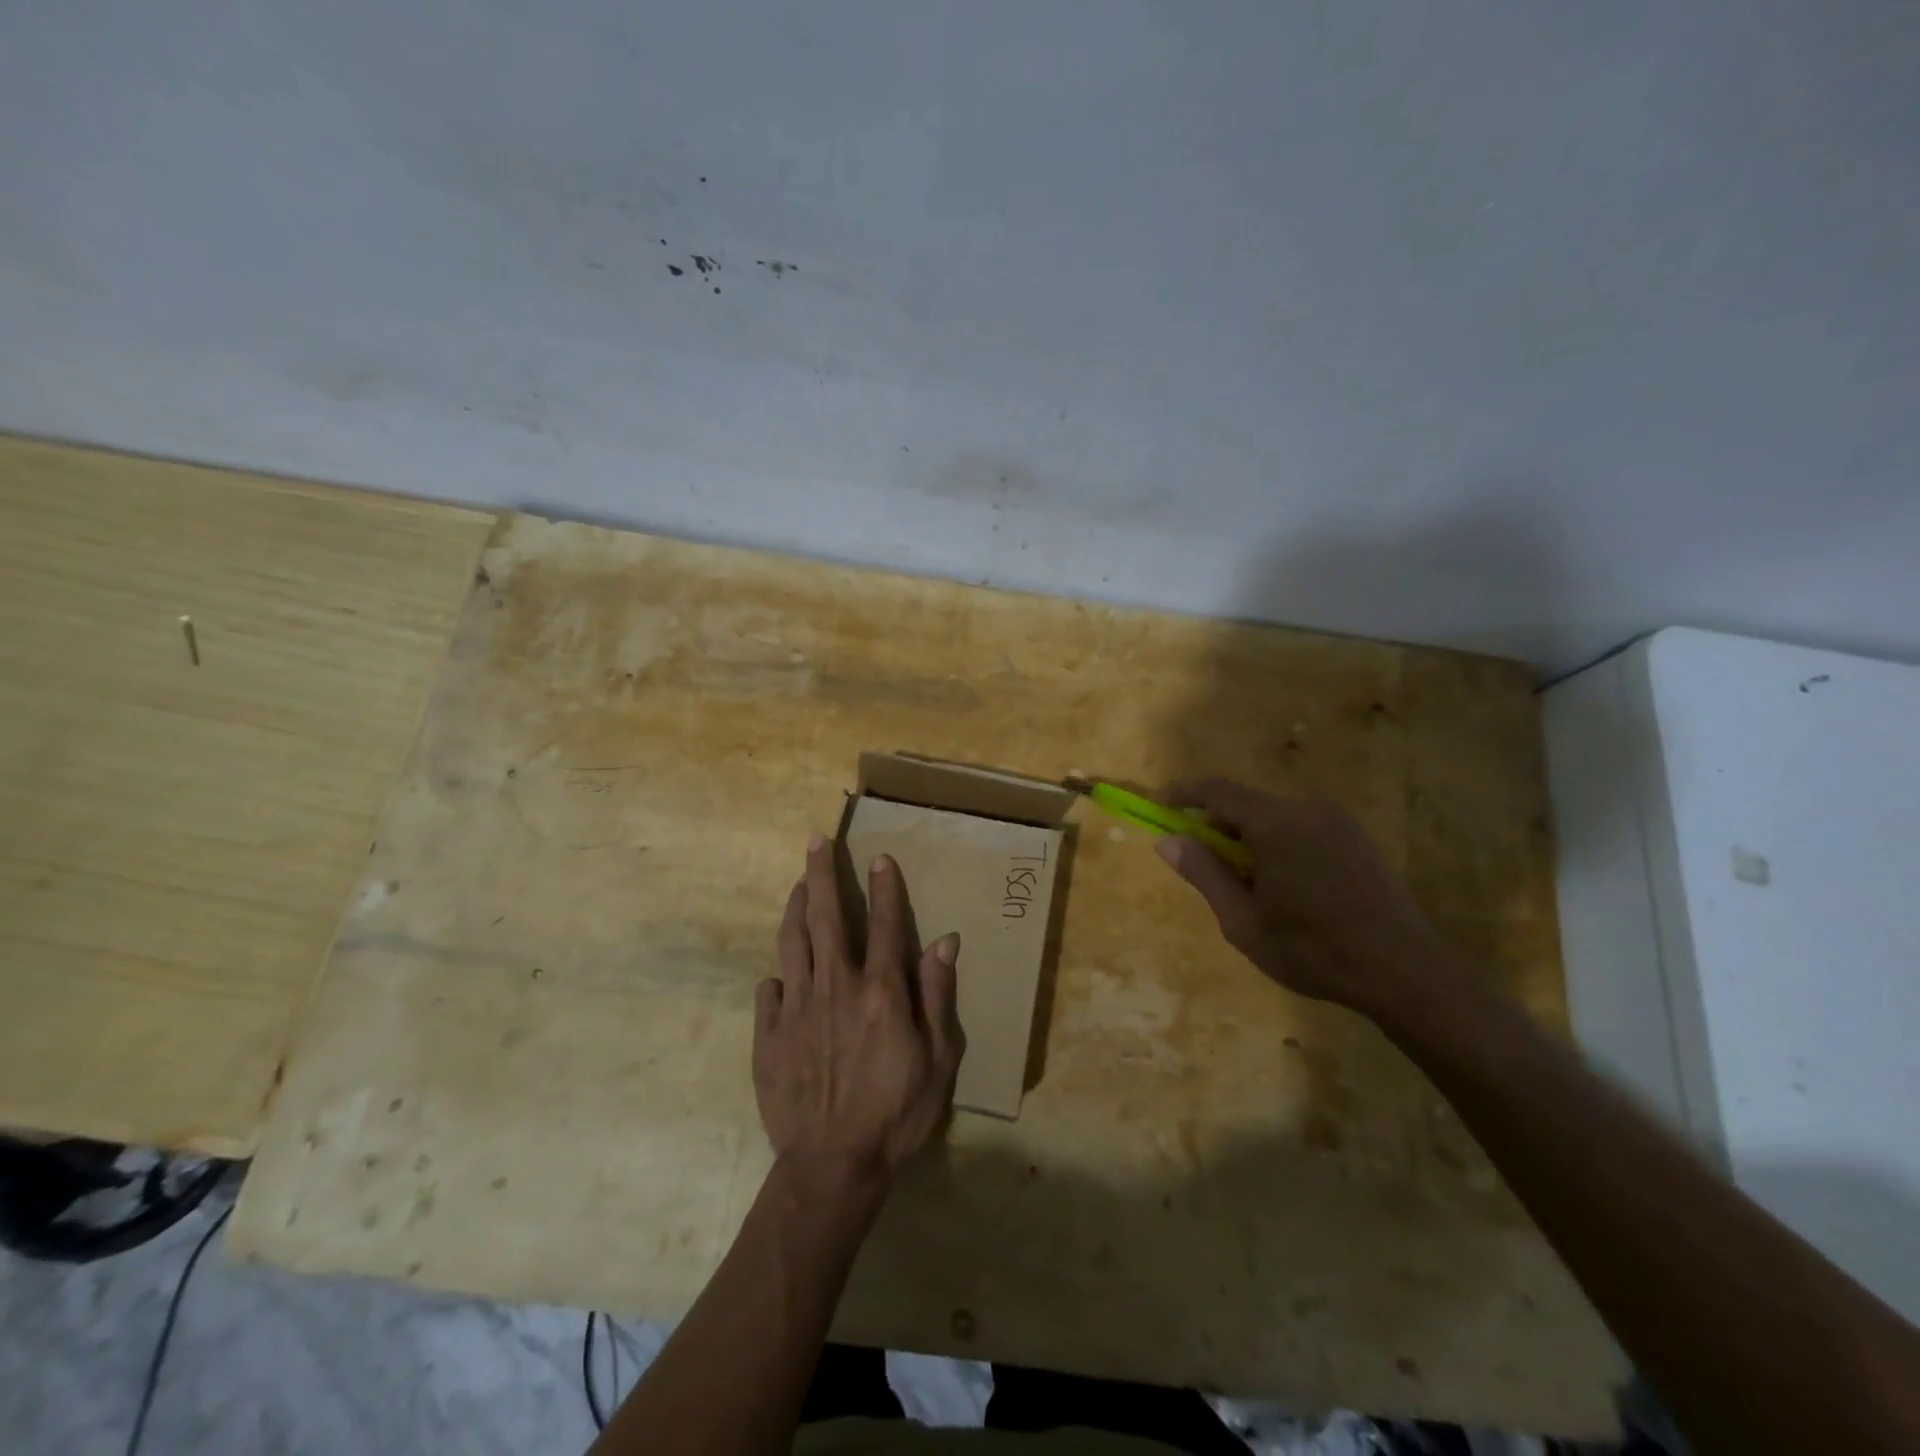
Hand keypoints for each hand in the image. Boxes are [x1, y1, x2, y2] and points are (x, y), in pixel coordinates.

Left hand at [753, 835, 964, 1187]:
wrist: (832, 1165)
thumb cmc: (896, 1113)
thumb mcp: (938, 1059)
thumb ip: (937, 994)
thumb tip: (944, 940)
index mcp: (879, 991)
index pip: (883, 923)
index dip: (884, 887)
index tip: (880, 857)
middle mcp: (835, 986)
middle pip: (825, 916)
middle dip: (821, 873)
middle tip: (815, 841)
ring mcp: (797, 1007)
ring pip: (791, 941)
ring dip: (794, 907)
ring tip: (796, 883)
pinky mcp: (769, 1033)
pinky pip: (769, 989)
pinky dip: (777, 973)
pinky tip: (780, 969)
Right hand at [1155, 779, 1459, 1020]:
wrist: (1405, 972)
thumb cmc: (1313, 950)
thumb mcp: (1243, 921)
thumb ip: (1204, 874)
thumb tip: (1167, 841)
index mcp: (1274, 824)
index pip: (1217, 791)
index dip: (1184, 794)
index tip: (1161, 805)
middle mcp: (1306, 809)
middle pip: (1247, 803)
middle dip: (1217, 823)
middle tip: (1203, 861)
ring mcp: (1337, 820)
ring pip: (1275, 815)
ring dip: (1249, 836)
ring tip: (1246, 882)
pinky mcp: (1357, 836)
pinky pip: (1302, 826)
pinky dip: (1279, 841)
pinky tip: (1285, 884)